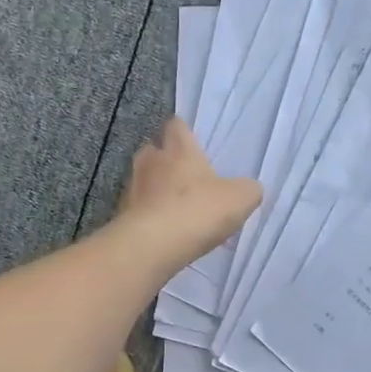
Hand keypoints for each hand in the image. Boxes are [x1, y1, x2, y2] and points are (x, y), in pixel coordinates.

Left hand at [114, 117, 261, 272]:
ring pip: (143, 180)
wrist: (152, 245)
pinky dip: (148, 215)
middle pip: (154, 151)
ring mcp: (132, 188)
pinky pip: (137, 209)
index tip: (192, 143)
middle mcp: (150, 161)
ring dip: (155, 190)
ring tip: (173, 208)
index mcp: (178, 149)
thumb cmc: (198, 211)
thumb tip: (249, 189)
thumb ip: (247, 189)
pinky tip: (163, 232)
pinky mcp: (122, 215)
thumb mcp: (239, 199)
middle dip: (166, 161)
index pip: (176, 126)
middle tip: (184, 178)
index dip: (184, 132)